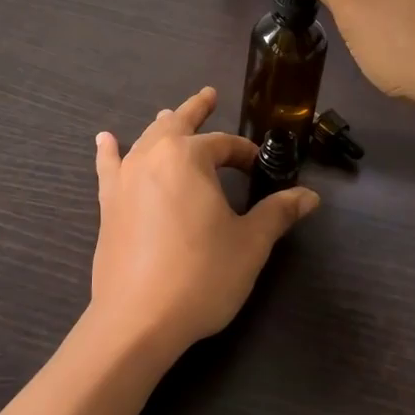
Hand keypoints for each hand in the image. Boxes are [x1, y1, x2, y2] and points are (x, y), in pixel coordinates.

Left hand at [90, 87, 319, 356]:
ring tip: (168, 113)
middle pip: (177, 124)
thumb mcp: (249, 244)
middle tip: (209, 95)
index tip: (259, 167)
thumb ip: (277, 213)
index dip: (244, 153)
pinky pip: (109, 167)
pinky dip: (108, 151)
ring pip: (146, 140)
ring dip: (161, 126)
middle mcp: (153, 157)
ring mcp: (125, 179)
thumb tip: (309, 196)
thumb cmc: (201, 276)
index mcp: (189, 158)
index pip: (223, 144)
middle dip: (196, 109)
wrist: (137, 320)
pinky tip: (105, 139)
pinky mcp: (108, 204)